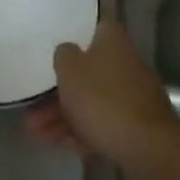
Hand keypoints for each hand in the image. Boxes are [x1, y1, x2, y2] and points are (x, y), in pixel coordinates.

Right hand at [25, 23, 179, 176]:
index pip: (93, 30)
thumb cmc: (103, 100)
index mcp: (113, 42)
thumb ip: (63, 55)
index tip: (52, 54)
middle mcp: (126, 63)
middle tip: (32, 109)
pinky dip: (82, 131)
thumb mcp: (70, 70)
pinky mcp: (137, 126)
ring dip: (63, 116)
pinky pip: (103, 123)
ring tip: (35, 134)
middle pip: (87, 72)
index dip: (72, 39)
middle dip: (57, 92)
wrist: (148, 149)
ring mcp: (133, 96)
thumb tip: (67, 51)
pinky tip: (60, 145)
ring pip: (92, 101)